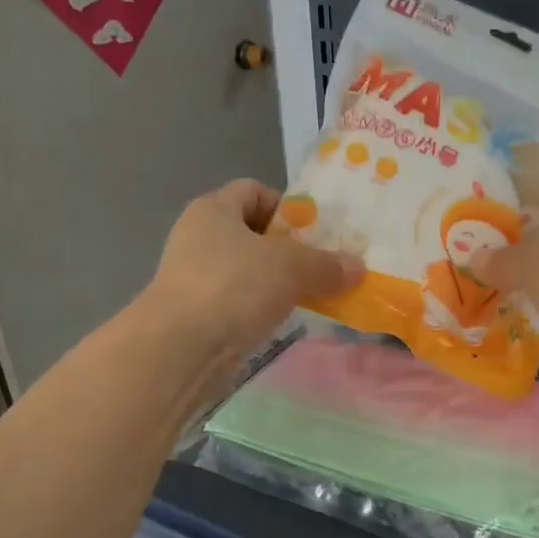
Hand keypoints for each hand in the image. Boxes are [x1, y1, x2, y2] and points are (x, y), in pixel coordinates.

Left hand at [146, 179, 363, 361]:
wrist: (180, 347)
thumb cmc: (234, 286)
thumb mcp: (292, 267)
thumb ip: (327, 265)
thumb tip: (358, 268)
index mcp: (214, 209)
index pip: (253, 190)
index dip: (286, 205)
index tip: (314, 232)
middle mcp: (198, 236)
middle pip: (252, 232)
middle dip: (288, 248)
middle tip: (320, 265)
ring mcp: (193, 276)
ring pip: (246, 270)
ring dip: (276, 281)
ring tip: (308, 295)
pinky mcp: (195, 313)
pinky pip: (237, 300)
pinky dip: (260, 307)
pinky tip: (281, 320)